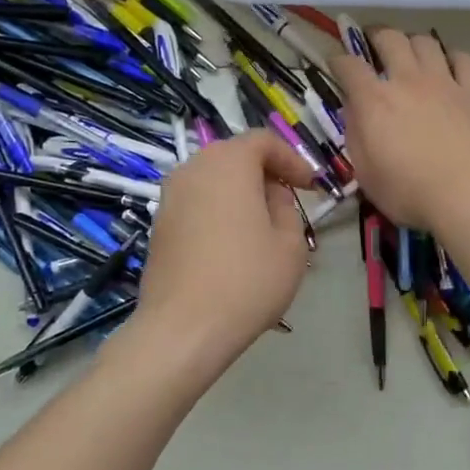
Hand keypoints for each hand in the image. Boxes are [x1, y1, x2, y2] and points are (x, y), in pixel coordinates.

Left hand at [133, 130, 315, 367]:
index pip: (263, 141)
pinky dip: (219, 210)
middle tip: (288, 199)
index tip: (310, 186)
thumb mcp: (290, 243)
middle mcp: (193, 169)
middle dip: (264, 172)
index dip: (292, 159)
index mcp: (228, 163)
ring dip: (240, 192)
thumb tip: (271, 195)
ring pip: (213, 180)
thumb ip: (286, 207)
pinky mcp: (159, 225)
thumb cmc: (247, 280)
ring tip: (262, 223)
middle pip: (234, 156)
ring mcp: (170, 197)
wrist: (184, 328)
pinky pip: (197, 203)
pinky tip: (233, 244)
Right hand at [330, 30, 469, 231]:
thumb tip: (354, 110)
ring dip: (412, 43)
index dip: (338, 60)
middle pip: (389, 39)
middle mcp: (407, 81)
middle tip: (372, 43)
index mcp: (374, 101)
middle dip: (375, 36)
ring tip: (410, 52)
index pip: (349, 66)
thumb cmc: (409, 192)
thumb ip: (356, 135)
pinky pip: (463, 59)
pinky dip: (452, 57)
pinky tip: (449, 66)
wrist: (469, 195)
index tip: (335, 63)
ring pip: (426, 42)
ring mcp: (444, 82)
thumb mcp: (366, 173)